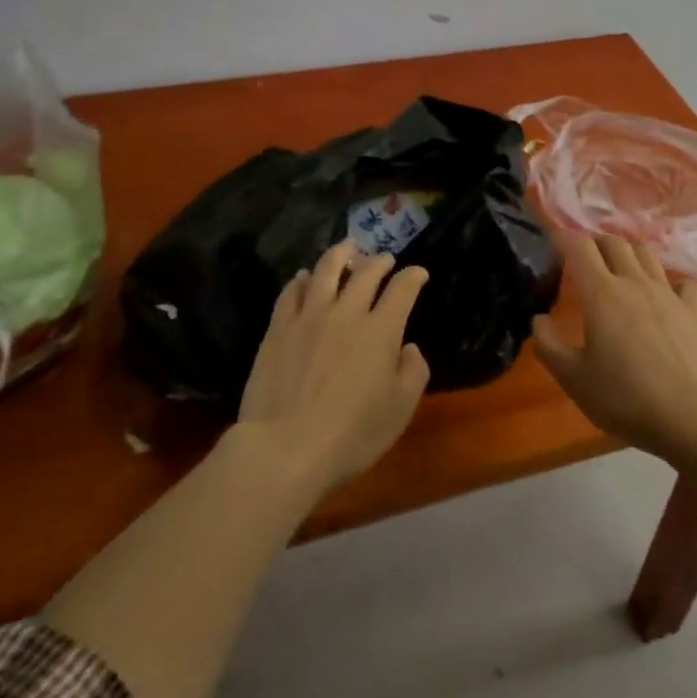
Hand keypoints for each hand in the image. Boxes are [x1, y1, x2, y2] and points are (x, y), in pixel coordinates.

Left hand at [236, 241, 430, 496]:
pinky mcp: (278, 329)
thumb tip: (408, 348)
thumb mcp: (400, 410)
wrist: (285, 448)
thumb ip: (413, 372)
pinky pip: (292, 292)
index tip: (418, 273)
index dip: (413, 276)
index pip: (403, 289)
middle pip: (365, 273)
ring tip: (346, 249)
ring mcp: (309, 317)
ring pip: (326, 272)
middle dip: (379, 261)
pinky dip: (302, 279)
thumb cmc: (352, 434)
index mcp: (381, 330)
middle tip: (384, 259)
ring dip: (340, 255)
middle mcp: (347, 313)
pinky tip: (305, 277)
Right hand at [532, 230, 696, 460]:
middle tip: (583, 255)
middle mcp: (634, 283)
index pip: (578, 247)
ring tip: (619, 265)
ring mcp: (668, 294)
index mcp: (601, 294)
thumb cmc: (624, 397)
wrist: (690, 415)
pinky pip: (682, 283)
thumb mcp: (573, 378)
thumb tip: (539, 319)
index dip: (562, 237)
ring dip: (628, 252)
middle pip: (614, 242)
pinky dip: (669, 282)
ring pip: (646, 254)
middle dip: (595, 241)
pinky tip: (665, 295)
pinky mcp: (693, 312)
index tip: (551, 237)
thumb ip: (549, 345)